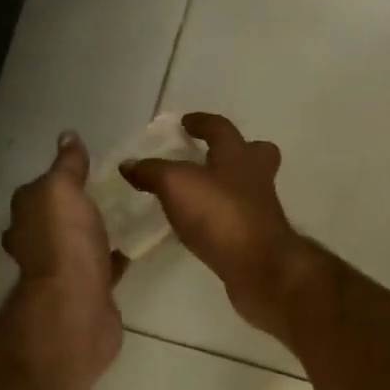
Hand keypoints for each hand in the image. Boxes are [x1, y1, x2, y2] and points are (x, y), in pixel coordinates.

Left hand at [2, 133, 124, 382]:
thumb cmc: (65, 241)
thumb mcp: (62, 189)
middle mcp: (36, 242)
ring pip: (77, 243)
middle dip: (73, 209)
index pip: (38, 190)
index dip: (58, 179)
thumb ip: (67, 165)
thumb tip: (67, 136)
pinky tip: (133, 246)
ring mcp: (61, 269)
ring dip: (93, 233)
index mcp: (26, 216)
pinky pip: (101, 266)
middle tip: (106, 194)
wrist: (76, 305)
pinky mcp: (87, 290)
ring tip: (123, 216)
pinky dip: (112, 257)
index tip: (86, 169)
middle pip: (55, 219)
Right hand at [122, 113, 315, 341]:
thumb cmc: (220, 214)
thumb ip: (152, 172)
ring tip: (195, 196)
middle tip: (210, 157)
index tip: (186, 123)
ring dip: (225, 187)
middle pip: (254, 154)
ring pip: (247, 188)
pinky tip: (201, 228)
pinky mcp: (258, 239)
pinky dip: (220, 218)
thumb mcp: (176, 184)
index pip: (221, 128)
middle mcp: (255, 177)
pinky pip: (237, 219)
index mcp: (238, 155)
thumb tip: (128, 164)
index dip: (202, 122)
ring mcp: (261, 210)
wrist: (259, 267)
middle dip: (235, 151)